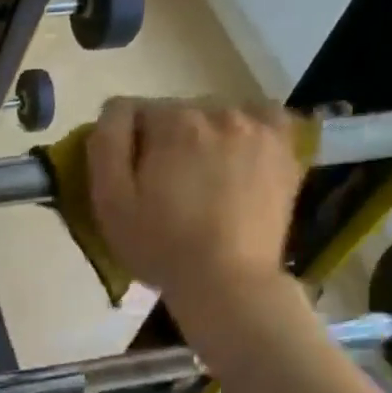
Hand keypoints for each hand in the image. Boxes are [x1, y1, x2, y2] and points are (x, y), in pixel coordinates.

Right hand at [88, 97, 304, 341]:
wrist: (228, 282)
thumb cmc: (160, 244)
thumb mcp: (109, 200)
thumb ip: (105, 144)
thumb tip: (113, 111)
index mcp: (173, 121)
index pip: (133, 111)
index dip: (125, 144)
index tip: (130, 178)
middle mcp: (218, 111)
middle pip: (176, 112)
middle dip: (164, 139)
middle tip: (164, 185)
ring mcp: (259, 128)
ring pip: (215, 115)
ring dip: (202, 137)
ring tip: (202, 178)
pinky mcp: (286, 149)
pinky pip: (263, 118)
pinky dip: (247, 129)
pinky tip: (239, 153)